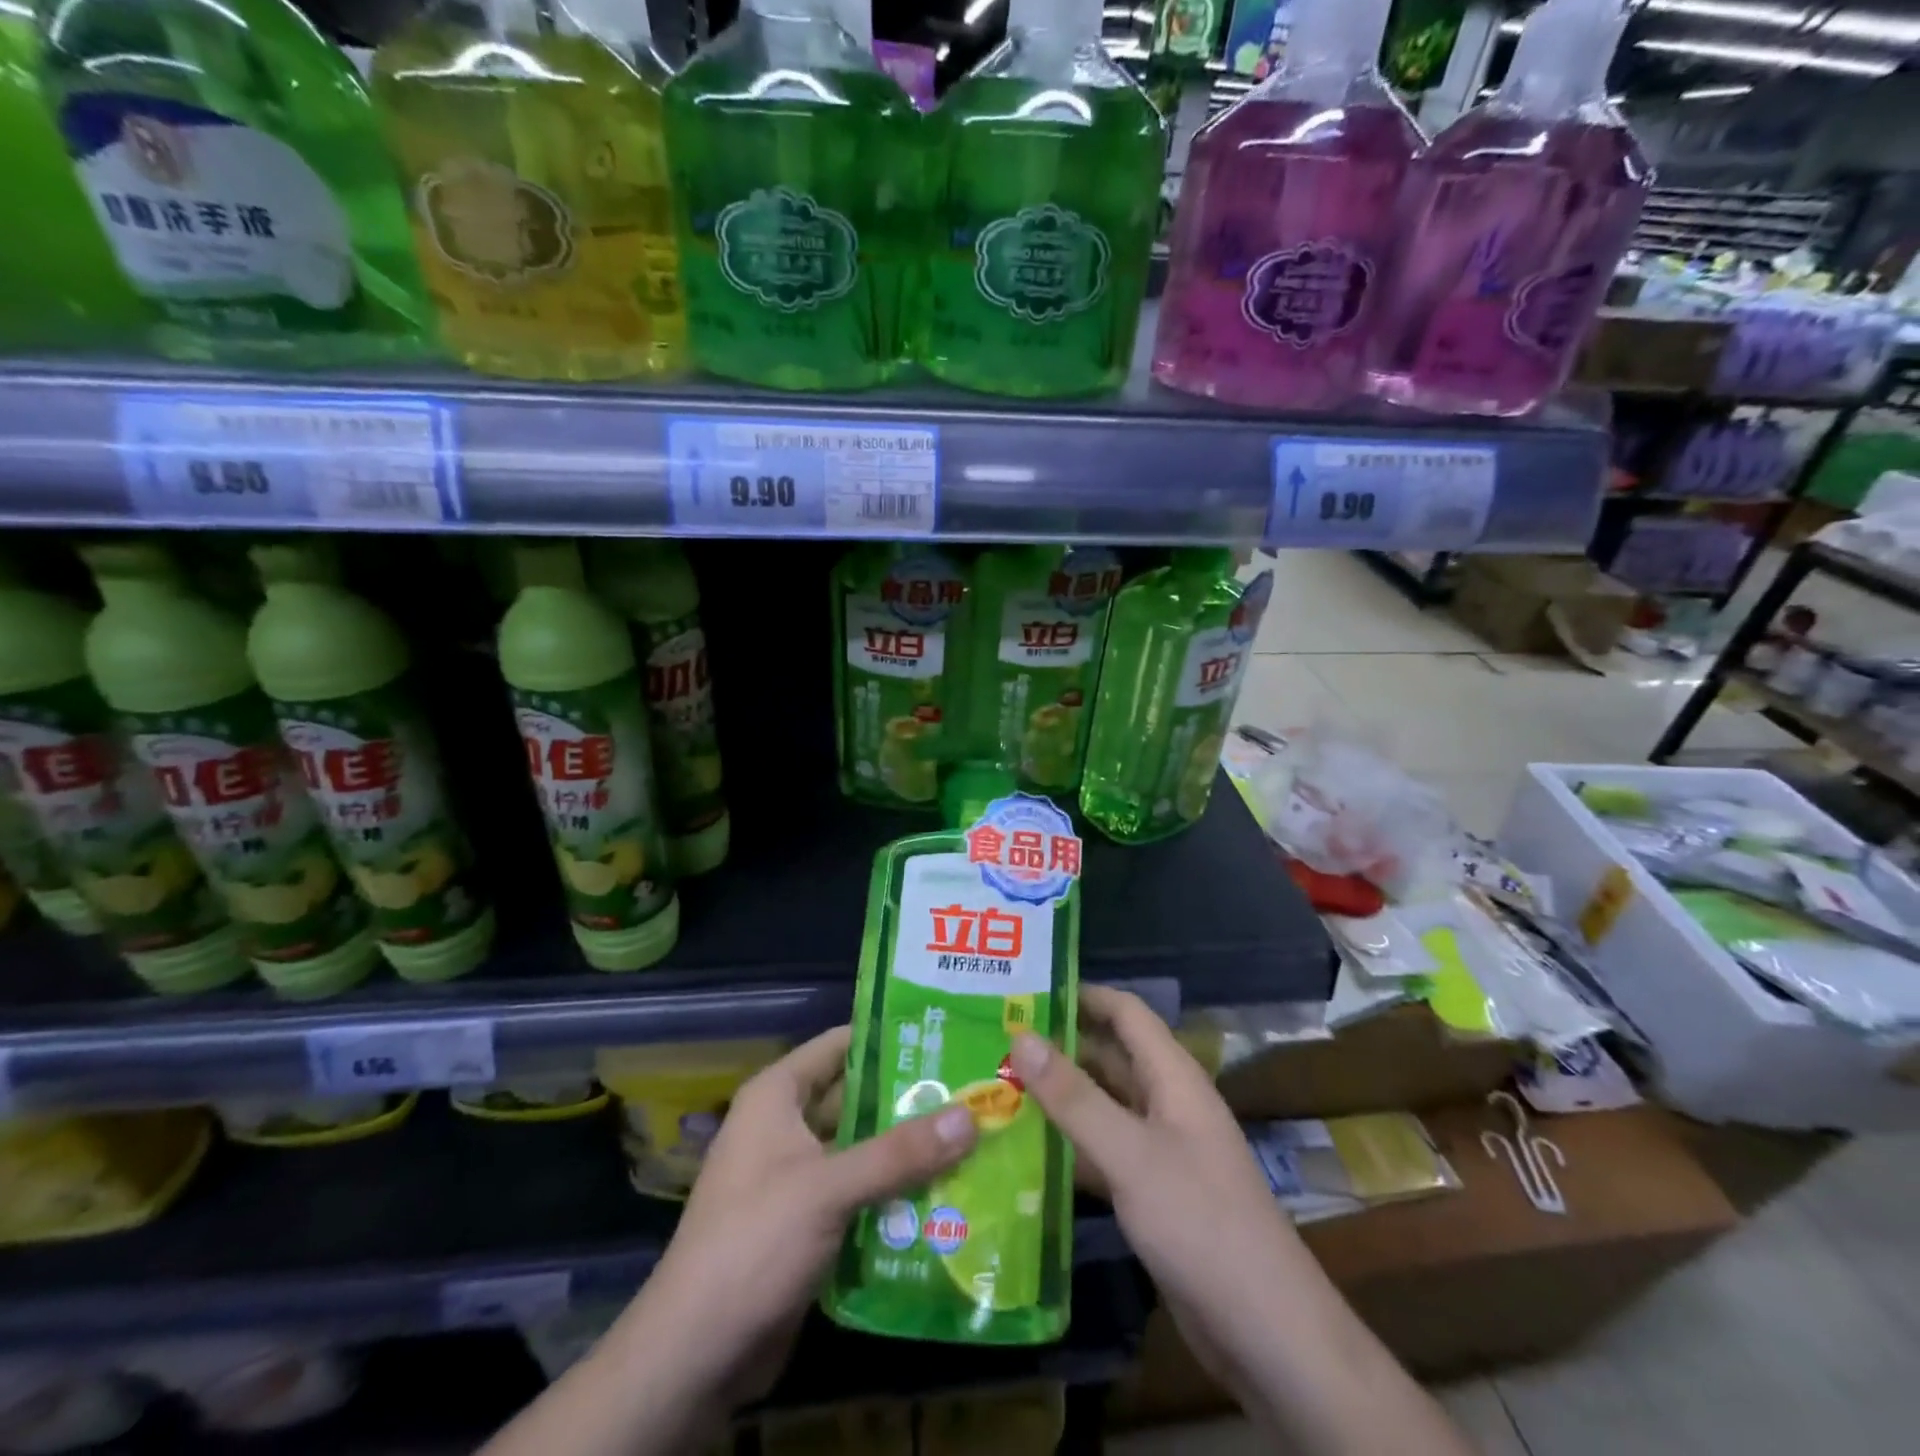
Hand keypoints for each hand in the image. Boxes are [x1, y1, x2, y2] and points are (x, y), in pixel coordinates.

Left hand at [623, 1026, 978, 1409]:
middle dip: (909, 1098)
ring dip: (907, 1150)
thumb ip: (899, 1153)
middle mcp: (786, 1126)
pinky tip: (946, 1193)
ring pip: (862, 1149)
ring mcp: (797, 1177)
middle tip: (971, 1090)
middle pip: (857, 1099)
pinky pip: (860, 1192)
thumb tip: (971, 1115)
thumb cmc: (753, 1243)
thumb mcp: (828, 1189)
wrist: (695, 1355)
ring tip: (973, 1137)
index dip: (888, 1037)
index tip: (944, 1034)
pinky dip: (894, 1192)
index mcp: (778, 1096)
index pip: (840, 1045)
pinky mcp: (808, 1223)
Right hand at [1009, 987, 1297, 1398]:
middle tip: (995, 1043)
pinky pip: (1102, 1153)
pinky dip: (1068, 1148)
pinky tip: (1023, 1153)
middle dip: (1058, 1047)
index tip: (1026, 991)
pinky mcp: (1150, 1193)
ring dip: (1058, 1098)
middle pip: (1108, 1057)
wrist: (1266, 1332)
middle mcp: (1165, 1103)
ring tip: (996, 1089)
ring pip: (1101, 1107)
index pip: (1125, 1013)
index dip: (1081, 995)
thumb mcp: (1130, 1153)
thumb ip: (1074, 1096)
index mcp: (1172, 1077)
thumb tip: (1021, 1035)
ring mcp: (1159, 1151)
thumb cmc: (1200, 1222)